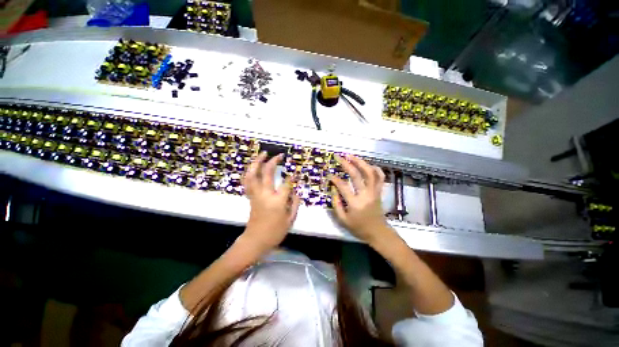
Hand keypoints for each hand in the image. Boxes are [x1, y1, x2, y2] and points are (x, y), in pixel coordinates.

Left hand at [241, 152, 300, 252]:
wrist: (255, 240)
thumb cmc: (275, 232)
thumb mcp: (290, 220)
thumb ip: (295, 203)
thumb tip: (296, 191)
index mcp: (277, 201)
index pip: (286, 184)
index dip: (292, 177)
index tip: (296, 173)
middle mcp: (265, 194)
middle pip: (267, 173)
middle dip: (273, 162)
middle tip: (279, 155)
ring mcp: (256, 194)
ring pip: (253, 174)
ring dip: (257, 162)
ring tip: (263, 154)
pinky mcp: (250, 196)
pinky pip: (247, 181)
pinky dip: (249, 172)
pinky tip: (254, 166)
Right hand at [330, 155, 391, 244]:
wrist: (378, 232)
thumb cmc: (359, 228)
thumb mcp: (343, 220)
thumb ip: (336, 204)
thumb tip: (333, 189)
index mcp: (355, 203)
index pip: (343, 186)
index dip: (335, 179)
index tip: (329, 174)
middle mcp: (365, 194)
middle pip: (356, 175)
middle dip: (346, 164)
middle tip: (338, 157)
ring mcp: (374, 191)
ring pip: (370, 172)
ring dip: (360, 162)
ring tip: (351, 156)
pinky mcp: (379, 191)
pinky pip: (380, 177)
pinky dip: (376, 169)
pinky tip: (368, 165)